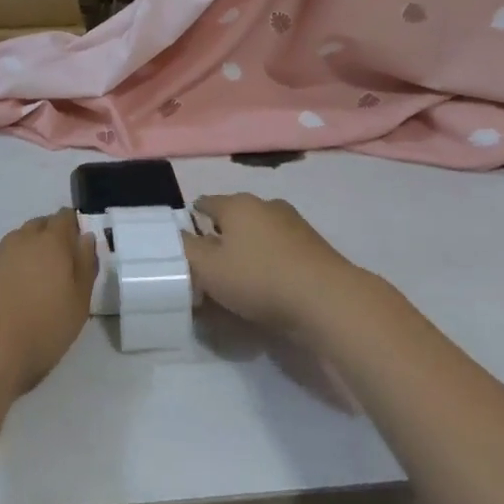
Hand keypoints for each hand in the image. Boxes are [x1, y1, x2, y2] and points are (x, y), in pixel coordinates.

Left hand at [0, 209, 98, 396]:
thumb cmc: (41, 330)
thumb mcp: (79, 304)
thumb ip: (85, 266)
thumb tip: (86, 237)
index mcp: (51, 242)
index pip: (64, 217)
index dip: (73, 225)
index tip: (78, 244)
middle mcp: (21, 240)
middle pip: (39, 225)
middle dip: (50, 236)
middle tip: (58, 264)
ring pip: (16, 242)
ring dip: (27, 253)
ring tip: (33, 282)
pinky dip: (6, 270)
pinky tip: (7, 296)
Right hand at [185, 194, 361, 338]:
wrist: (328, 300)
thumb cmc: (259, 278)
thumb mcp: (208, 268)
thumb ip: (185, 250)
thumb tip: (174, 236)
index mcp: (237, 204)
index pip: (205, 203)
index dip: (191, 222)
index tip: (185, 246)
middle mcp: (265, 205)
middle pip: (233, 218)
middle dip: (220, 238)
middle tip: (209, 268)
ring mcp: (294, 224)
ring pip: (259, 234)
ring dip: (248, 252)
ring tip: (238, 281)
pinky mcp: (314, 248)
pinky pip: (280, 251)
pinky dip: (270, 264)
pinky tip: (267, 287)